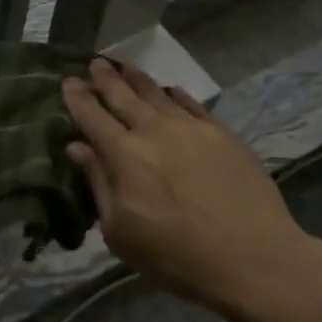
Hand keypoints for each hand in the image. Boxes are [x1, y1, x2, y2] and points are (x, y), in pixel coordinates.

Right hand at [63, 59, 319, 311]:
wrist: (253, 258)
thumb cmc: (175, 255)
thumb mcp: (120, 232)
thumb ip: (98, 183)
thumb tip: (76, 147)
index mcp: (123, 155)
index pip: (92, 117)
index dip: (78, 98)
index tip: (68, 81)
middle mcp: (154, 131)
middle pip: (123, 96)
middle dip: (106, 78)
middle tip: (95, 62)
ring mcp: (191, 129)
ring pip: (157, 94)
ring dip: (137, 78)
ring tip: (124, 65)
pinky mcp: (222, 134)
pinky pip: (192, 104)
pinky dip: (175, 94)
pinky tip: (170, 90)